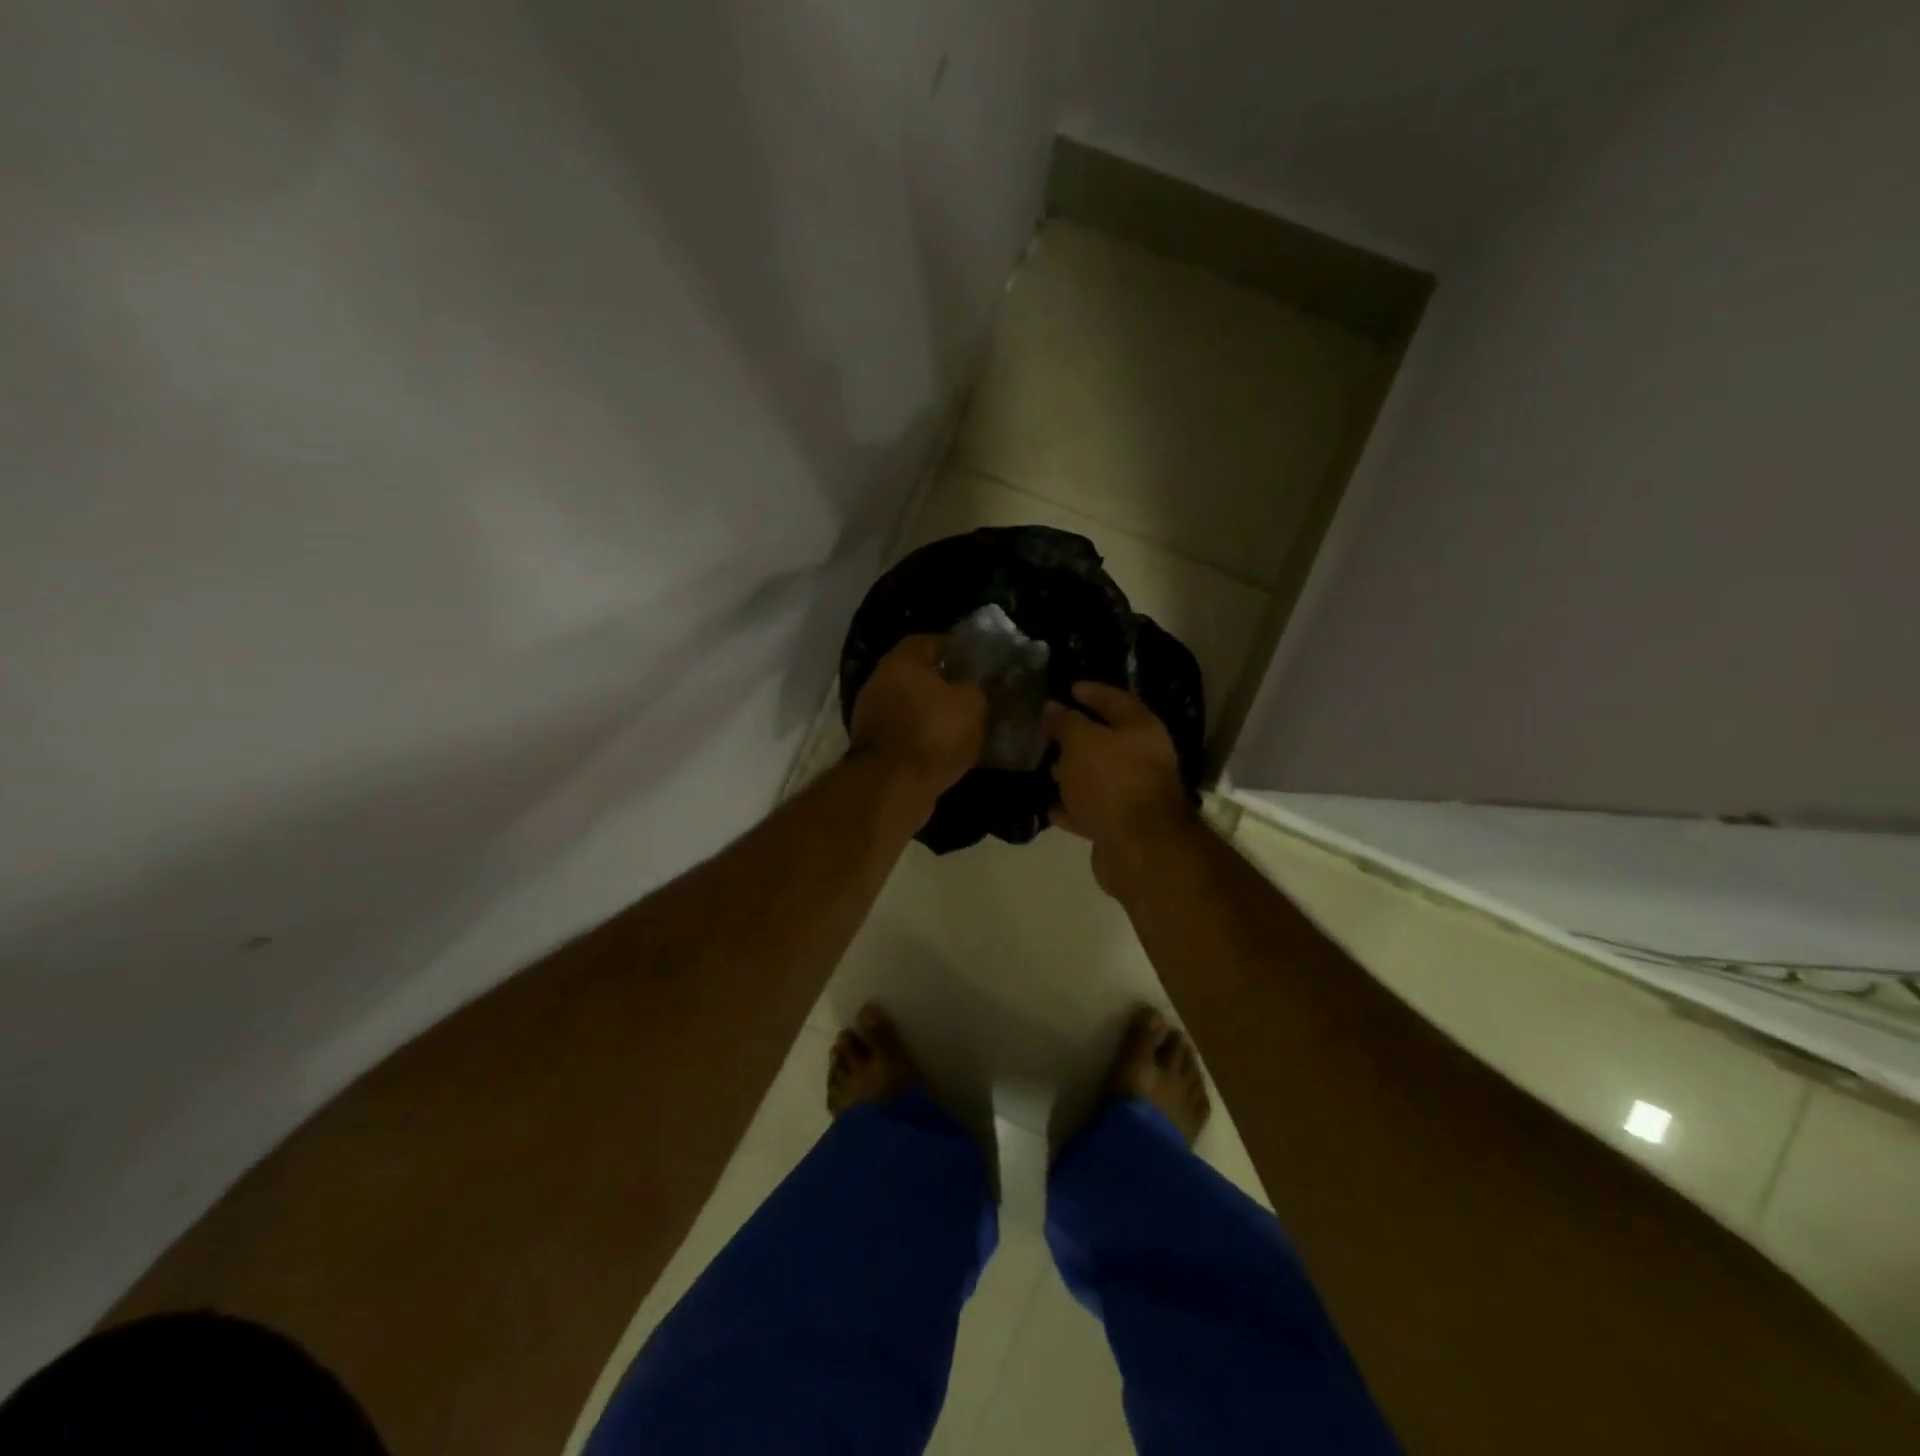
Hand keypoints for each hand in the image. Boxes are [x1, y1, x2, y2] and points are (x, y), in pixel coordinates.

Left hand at [848, 635, 986, 814]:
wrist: (893, 785)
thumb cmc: (934, 733)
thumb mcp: (972, 704)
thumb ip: (978, 687)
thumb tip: (977, 685)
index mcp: (901, 660)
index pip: (930, 641)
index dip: (956, 649)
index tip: (977, 663)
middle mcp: (880, 681)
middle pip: (917, 674)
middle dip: (944, 683)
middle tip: (974, 694)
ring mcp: (871, 715)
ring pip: (910, 705)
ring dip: (933, 713)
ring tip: (963, 724)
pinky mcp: (874, 746)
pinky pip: (905, 733)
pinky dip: (923, 737)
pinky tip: (946, 749)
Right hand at [1043, 682, 1196, 895]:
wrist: (1138, 846)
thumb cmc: (1111, 781)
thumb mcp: (1081, 741)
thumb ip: (1065, 722)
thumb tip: (1052, 707)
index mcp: (1140, 728)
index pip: (1114, 699)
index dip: (1091, 691)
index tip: (1067, 687)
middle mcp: (1143, 758)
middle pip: (1107, 739)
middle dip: (1078, 735)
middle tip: (1048, 730)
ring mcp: (1133, 793)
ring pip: (1098, 776)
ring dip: (1073, 773)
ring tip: (1044, 768)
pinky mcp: (1121, 825)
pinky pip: (1091, 809)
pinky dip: (1072, 806)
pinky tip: (1048, 805)